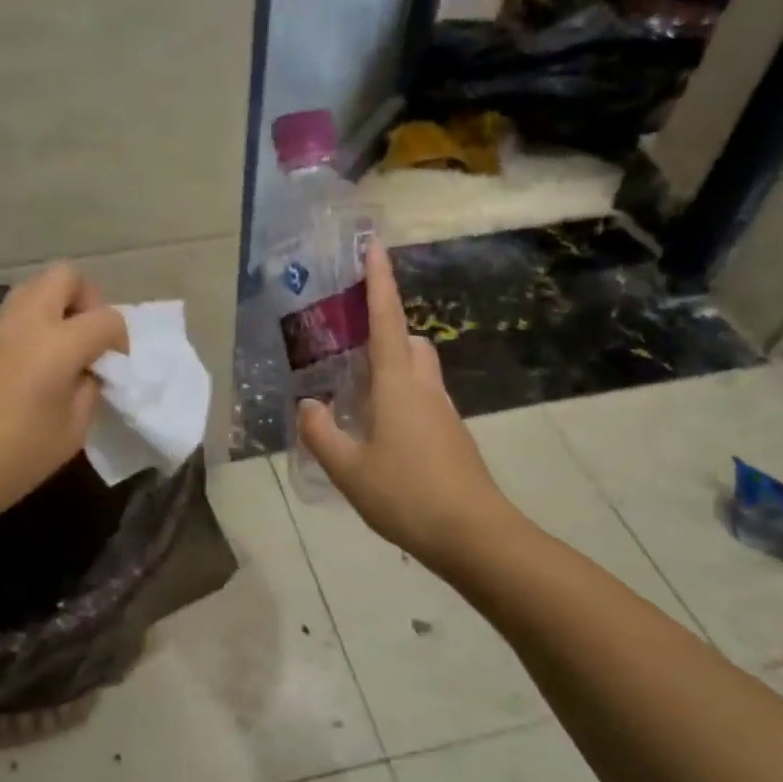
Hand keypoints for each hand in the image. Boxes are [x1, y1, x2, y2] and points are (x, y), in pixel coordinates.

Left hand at [0, 265, 127, 538]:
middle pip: (65, 276)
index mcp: (56, 344)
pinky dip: (33, 326)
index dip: (120, 340)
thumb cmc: (13, 459)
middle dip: (87, 300)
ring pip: (35, 288)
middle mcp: (26, 322)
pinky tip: (31, 369)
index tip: (114, 369)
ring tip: (62, 353)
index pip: (106, 318)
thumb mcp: (71, 432)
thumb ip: (88, 390)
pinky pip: (14, 314)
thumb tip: (87, 371)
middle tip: (88, 341)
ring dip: (57, 308)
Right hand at [297, 240, 512, 572]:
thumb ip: (321, 433)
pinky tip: (375, 431)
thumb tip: (309, 406)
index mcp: (397, 384)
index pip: (385, 320)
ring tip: (352, 393)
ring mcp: (442, 412)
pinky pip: (420, 399)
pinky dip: (397, 398)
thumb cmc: (406, 494)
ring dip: (388, 367)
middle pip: (406, 341)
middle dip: (382, 330)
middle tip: (346, 344)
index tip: (375, 247)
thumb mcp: (347, 468)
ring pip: (415, 371)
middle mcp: (424, 388)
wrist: (473, 535)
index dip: (379, 282)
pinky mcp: (450, 435)